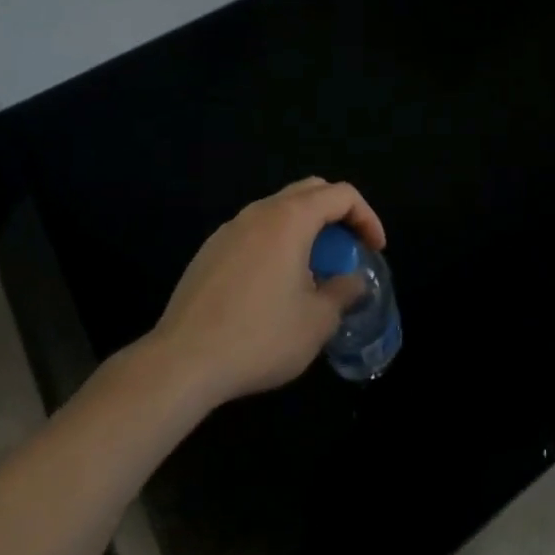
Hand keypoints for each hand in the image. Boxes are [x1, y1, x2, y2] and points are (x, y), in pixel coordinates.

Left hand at [139, 177, 385, 406]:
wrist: (181, 363)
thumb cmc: (259, 336)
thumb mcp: (316, 322)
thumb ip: (342, 293)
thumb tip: (352, 281)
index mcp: (291, 218)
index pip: (342, 195)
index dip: (367, 217)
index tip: (374, 250)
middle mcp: (260, 212)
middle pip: (310, 191)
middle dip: (337, 215)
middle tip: (347, 250)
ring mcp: (230, 229)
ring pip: (279, 211)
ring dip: (306, 230)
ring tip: (313, 270)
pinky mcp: (209, 251)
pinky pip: (254, 232)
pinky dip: (277, 244)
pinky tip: (274, 286)